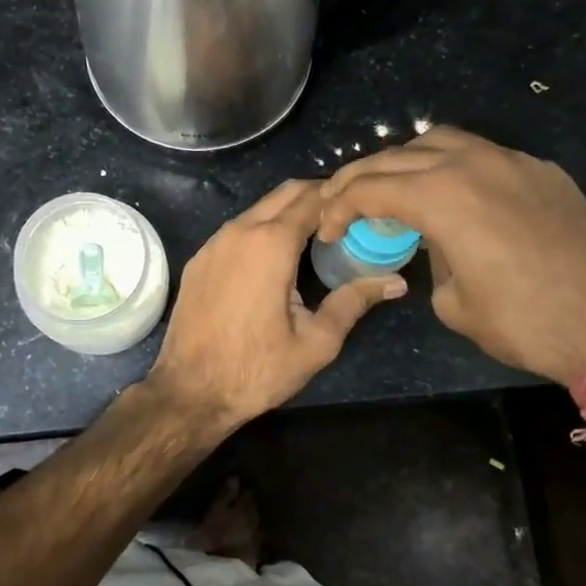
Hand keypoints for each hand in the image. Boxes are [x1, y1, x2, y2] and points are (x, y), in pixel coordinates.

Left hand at [147, 179, 405, 434]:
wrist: (190, 391)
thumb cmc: (257, 369)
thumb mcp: (316, 341)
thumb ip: (354, 302)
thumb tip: (396, 282)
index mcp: (271, 243)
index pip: (312, 198)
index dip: (339, 198)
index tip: (362, 207)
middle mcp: (239, 231)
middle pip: (284, 193)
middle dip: (316, 196)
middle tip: (344, 217)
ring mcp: (213, 243)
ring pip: (258, 209)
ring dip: (287, 212)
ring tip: (316, 235)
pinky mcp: (198, 259)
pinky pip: (236, 230)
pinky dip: (261, 230)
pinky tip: (275, 258)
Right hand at [317, 127, 585, 384]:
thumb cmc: (527, 322)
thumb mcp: (454, 303)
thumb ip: (431, 260)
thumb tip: (436, 244)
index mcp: (442, 195)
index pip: (371, 187)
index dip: (338, 206)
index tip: (325, 228)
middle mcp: (473, 163)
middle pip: (398, 156)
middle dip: (361, 177)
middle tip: (341, 201)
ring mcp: (513, 162)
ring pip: (442, 141)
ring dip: (406, 160)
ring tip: (392, 186)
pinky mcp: (543, 172)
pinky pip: (483, 155)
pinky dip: (451, 166)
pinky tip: (452, 194)